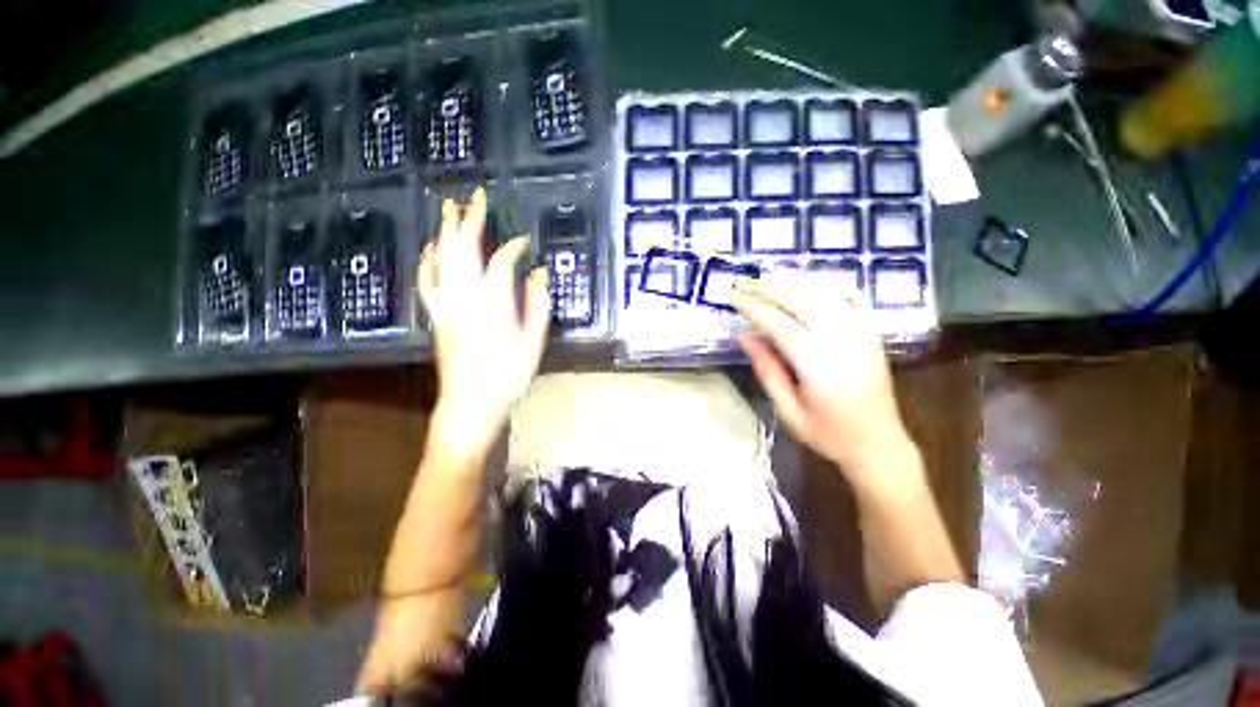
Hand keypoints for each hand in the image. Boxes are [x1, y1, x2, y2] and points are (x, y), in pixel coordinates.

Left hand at [417, 188, 550, 454]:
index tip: (524, 242)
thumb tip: (539, 275)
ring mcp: (446, 305)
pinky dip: (428, 259)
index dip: (513, 247)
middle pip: (464, 250)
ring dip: (446, 231)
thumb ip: (538, 306)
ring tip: (449, 209)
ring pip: (442, 259)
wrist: (471, 402)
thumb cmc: (508, 375)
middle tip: (476, 197)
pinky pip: (427, 280)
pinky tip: (432, 248)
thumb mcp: (533, 343)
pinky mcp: (436, 315)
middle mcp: (466, 297)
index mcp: (494, 304)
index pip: (502, 262)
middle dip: (471, 220)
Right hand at [731, 276, 917, 494]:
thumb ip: (767, 371)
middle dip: (771, 289)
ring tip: (767, 280)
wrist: (880, 445)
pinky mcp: (873, 334)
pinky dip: (826, 285)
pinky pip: (850, 297)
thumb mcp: (788, 412)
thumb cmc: (829, 435)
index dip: (756, 308)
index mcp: (821, 371)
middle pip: (805, 302)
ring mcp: (864, 336)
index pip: (783, 327)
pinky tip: (806, 283)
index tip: (734, 297)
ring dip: (793, 283)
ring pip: (826, 294)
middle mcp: (846, 346)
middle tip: (745, 284)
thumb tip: (744, 336)